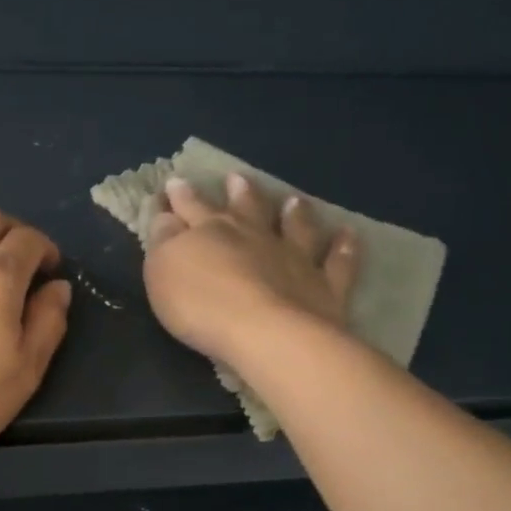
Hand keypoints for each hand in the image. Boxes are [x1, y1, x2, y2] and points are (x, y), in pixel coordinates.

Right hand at [143, 173, 357, 366]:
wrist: (266, 332)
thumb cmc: (202, 305)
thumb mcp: (163, 271)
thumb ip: (163, 241)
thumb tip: (166, 215)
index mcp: (210, 232)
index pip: (190, 208)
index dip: (180, 196)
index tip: (174, 182)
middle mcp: (254, 235)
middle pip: (244, 208)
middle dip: (236, 192)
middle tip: (235, 177)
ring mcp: (293, 257)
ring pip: (294, 226)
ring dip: (292, 212)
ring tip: (293, 199)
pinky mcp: (324, 285)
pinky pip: (337, 261)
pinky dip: (343, 247)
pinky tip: (347, 234)